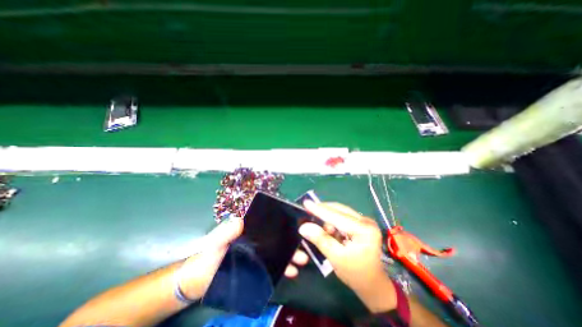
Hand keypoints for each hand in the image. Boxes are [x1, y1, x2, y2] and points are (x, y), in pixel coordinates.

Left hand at [177, 216, 308, 299]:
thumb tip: (242, 220)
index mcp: (249, 231)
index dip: (281, 226)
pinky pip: (273, 267)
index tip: (295, 227)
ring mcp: (258, 256)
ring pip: (278, 253)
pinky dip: (283, 269)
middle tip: (303, 247)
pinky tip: (292, 272)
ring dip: (290, 256)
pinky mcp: (257, 269)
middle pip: (277, 240)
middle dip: (290, 243)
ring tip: (302, 261)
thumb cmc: (208, 256)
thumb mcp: (216, 241)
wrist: (199, 282)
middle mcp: (257, 241)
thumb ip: (226, 232)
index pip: (268, 226)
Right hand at [299, 202, 394, 311]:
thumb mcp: (336, 258)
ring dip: (328, 217)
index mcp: (364, 230)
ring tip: (321, 228)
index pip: (337, 216)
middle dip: (323, 210)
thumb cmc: (355, 273)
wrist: (372, 283)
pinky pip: (343, 217)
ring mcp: (365, 221)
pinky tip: (330, 230)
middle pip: (339, 210)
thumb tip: (304, 227)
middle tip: (308, 210)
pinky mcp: (361, 223)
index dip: (319, 209)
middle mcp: (366, 221)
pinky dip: (333, 221)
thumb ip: (321, 240)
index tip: (306, 203)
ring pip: (340, 212)